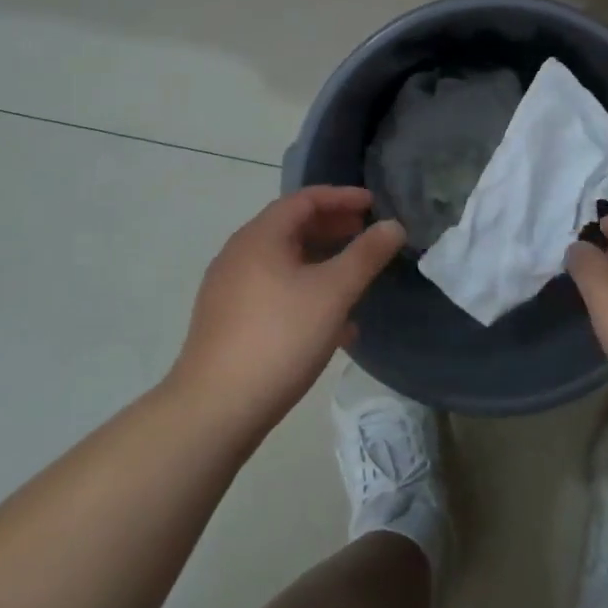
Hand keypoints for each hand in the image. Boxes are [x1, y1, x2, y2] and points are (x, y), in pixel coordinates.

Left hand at [168, 187, 405, 437]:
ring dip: (321, 262)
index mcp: (260, 238)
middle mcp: (239, 255)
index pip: (304, 199)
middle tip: (367, 235)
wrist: (214, 410)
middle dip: (333, 228)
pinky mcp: (228, 322)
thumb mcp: (333, 293)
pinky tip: (332, 324)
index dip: (342, 197)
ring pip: (284, 262)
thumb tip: (393, 226)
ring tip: (354, 277)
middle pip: (291, 228)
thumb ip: (366, 255)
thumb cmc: (279, 338)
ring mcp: (229, 290)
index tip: (374, 203)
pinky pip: (274, 291)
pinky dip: (305, 291)